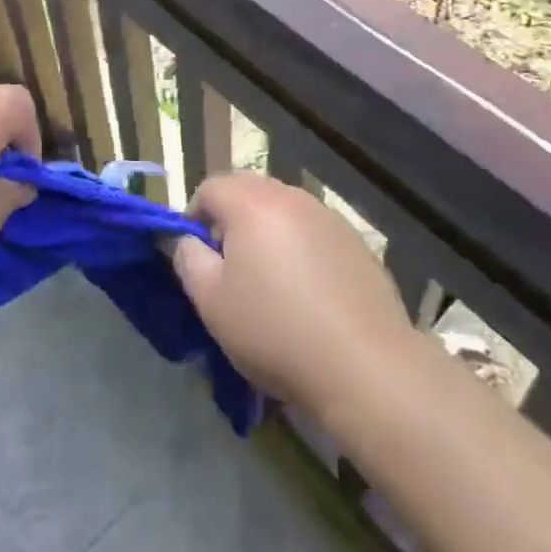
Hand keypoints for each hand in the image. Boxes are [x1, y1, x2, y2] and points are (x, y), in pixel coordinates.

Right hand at [171, 173, 417, 417]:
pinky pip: (314, 233)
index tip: (196, 258)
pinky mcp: (355, 241)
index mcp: (252, 203)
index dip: (194, 217)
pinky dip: (301, 250)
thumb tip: (186, 240)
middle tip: (229, 270)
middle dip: (231, 222)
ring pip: (283, 211)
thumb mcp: (212, 303)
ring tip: (270, 284)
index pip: (210, 187)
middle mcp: (290, 196)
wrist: (363, 364)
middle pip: (248, 192)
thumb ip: (189, 261)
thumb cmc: (275, 331)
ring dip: (268, 235)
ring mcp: (327, 215)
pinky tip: (308, 295)